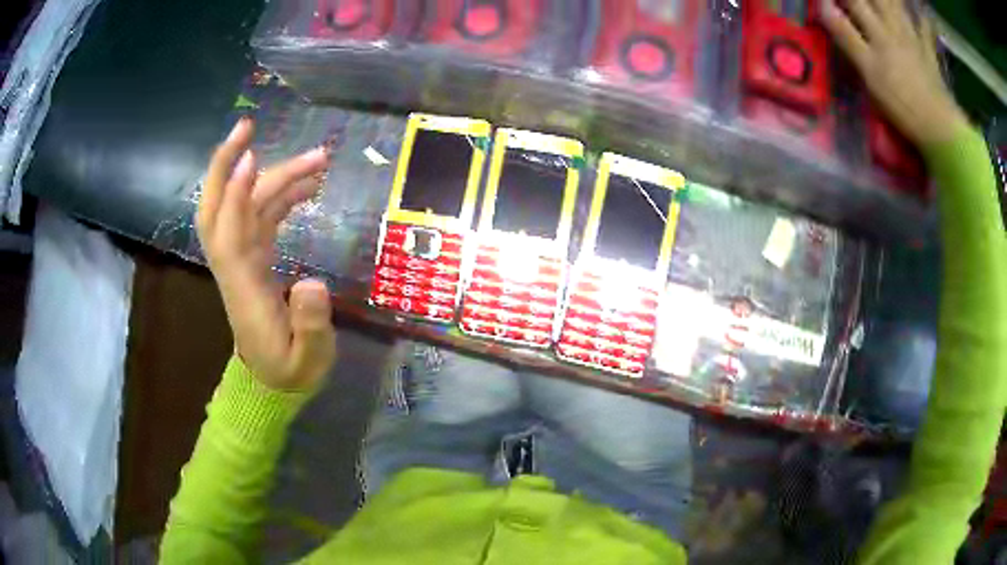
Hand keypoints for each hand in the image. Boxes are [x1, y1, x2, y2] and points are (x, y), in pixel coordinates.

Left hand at [197, 117, 336, 390]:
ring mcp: (242, 259)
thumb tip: (314, 281)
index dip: (235, 196)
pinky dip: (280, 194)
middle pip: (216, 209)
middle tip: (247, 127)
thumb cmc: (290, 372)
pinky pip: (260, 215)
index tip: (251, 158)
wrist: (270, 383)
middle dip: (225, 166)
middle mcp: (235, 266)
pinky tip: (309, 185)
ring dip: (271, 175)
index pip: (229, 235)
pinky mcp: (253, 257)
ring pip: (244, 206)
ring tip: (318, 158)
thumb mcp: (309, 361)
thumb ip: (311, 326)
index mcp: (243, 289)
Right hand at [821, 0, 969, 146]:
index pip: (853, 0)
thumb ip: (845, 35)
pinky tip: (919, 12)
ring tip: (886, 0)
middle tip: (861, 1)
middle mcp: (894, 27)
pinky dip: (922, 18)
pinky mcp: (929, 55)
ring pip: (899, 6)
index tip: (830, 0)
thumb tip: (822, 5)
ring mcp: (914, 39)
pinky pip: (926, 30)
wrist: (940, 128)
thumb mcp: (868, 71)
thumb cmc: (902, 103)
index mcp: (877, 31)